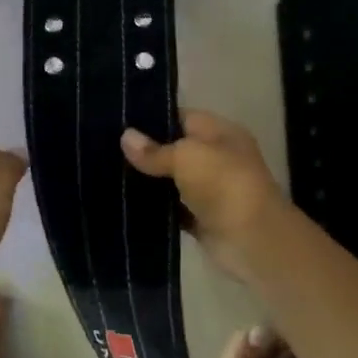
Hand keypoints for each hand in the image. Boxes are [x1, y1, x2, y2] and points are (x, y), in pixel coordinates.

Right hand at [121, 111, 289, 279]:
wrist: (252, 240)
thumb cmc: (223, 185)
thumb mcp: (187, 156)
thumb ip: (155, 150)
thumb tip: (125, 137)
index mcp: (221, 133)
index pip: (182, 118)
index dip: (152, 119)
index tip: (118, 123)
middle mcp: (217, 159)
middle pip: (175, 150)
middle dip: (145, 152)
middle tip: (104, 150)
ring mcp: (210, 191)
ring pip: (171, 181)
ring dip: (147, 182)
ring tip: (107, 174)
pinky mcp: (201, 220)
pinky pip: (172, 209)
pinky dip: (154, 209)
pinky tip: (124, 204)